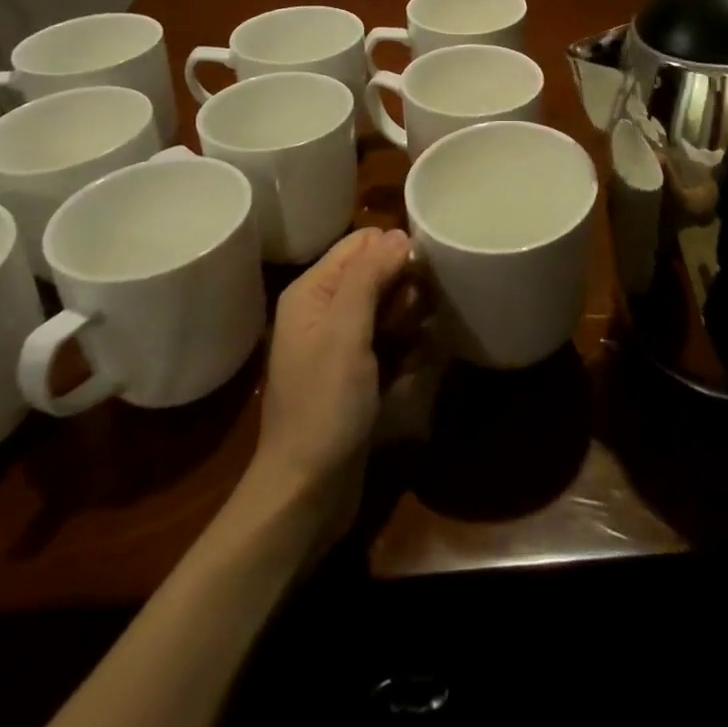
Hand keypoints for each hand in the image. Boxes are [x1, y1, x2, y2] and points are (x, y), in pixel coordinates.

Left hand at [249, 226, 411, 543]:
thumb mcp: (346, 333)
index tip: (421, 274)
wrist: (306, 492)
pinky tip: (417, 365)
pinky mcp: (358, 372)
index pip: (361, 242)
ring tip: (416, 344)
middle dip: (405, 288)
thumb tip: (399, 234)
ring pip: (390, 306)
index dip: (394, 250)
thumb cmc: (324, 406)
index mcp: (313, 291)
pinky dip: (408, 347)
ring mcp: (342, 343)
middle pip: (378, 271)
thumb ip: (368, 276)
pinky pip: (392, 340)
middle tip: (413, 318)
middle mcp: (325, 309)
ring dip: (411, 319)